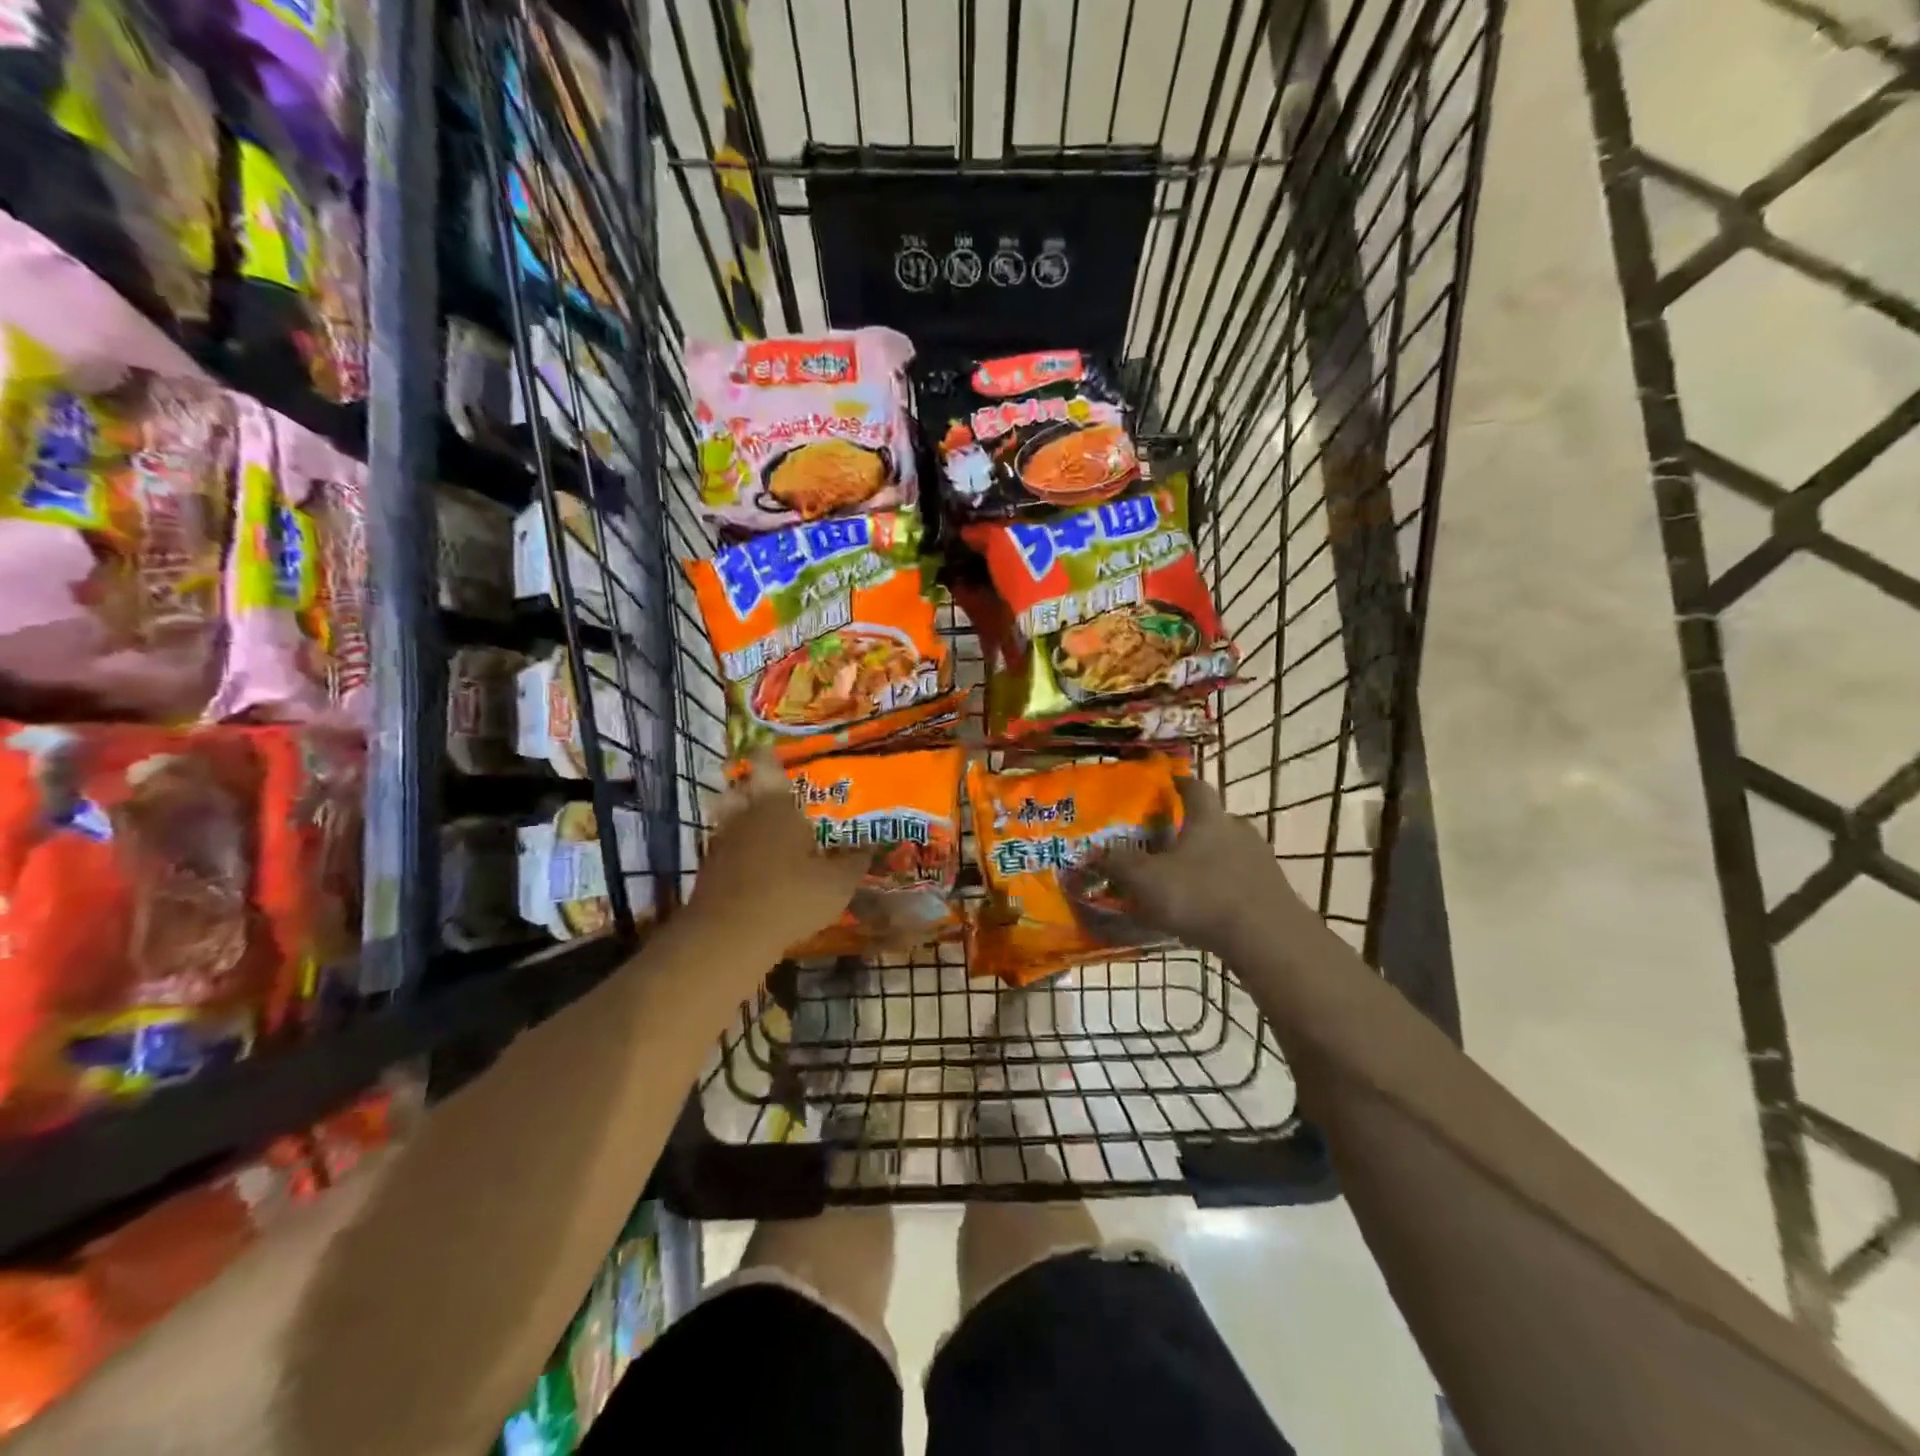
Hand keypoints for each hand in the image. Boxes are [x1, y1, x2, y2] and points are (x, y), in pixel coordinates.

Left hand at [687, 752, 868, 956]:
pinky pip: (725, 848)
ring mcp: (721, 842)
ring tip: (764, 833)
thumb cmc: (791, 897)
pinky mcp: (708, 870)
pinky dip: (737, 852)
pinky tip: (755, 868)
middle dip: (751, 788)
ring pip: (728, 818)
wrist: (729, 937)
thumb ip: (853, 862)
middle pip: (740, 789)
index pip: (767, 765)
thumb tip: (869, 846)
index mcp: (777, 806)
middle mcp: (745, 815)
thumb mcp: (837, 884)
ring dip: (741, 821)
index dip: (768, 755)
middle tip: (770, 796)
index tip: (772, 751)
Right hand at [1099, 777, 1304, 956]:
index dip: (1179, 783)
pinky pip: (1241, 880)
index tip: (1167, 783)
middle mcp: (1238, 830)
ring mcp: (1261, 860)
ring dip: (1208, 860)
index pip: (1194, 787)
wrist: (1268, 938)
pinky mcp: (1273, 890)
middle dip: (1191, 829)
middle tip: (1167, 843)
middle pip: (1213, 820)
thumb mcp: (1147, 880)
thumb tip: (1092, 853)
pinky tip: (1208, 908)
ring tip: (1185, 881)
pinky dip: (1223, 887)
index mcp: (1209, 818)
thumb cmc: (1202, 896)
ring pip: (1228, 851)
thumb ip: (1118, 864)